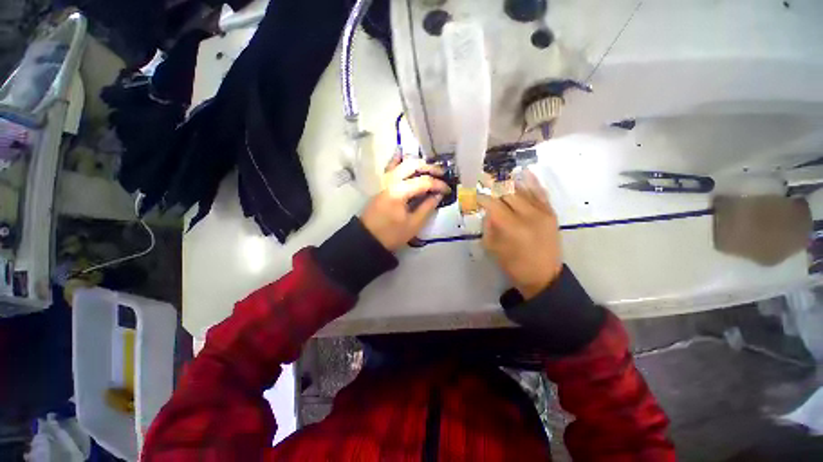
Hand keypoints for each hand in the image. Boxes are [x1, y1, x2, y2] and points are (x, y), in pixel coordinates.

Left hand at [361, 156, 449, 251]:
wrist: (368, 239)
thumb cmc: (391, 234)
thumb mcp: (413, 224)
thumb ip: (427, 207)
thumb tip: (438, 195)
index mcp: (400, 191)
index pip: (423, 182)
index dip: (438, 184)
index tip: (448, 190)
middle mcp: (391, 181)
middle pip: (412, 166)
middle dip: (429, 167)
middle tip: (442, 173)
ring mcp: (384, 181)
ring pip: (401, 163)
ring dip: (416, 163)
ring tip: (429, 168)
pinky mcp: (380, 184)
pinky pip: (389, 168)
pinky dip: (396, 160)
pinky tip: (401, 153)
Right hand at [477, 171, 561, 298]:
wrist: (544, 276)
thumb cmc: (513, 265)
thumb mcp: (492, 247)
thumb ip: (488, 225)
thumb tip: (487, 210)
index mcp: (510, 226)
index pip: (491, 203)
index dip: (480, 196)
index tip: (471, 191)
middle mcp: (527, 215)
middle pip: (506, 193)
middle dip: (491, 184)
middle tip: (480, 177)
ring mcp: (542, 212)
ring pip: (522, 190)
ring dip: (507, 181)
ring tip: (496, 175)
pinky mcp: (551, 213)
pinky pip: (541, 193)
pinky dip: (531, 181)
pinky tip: (523, 172)